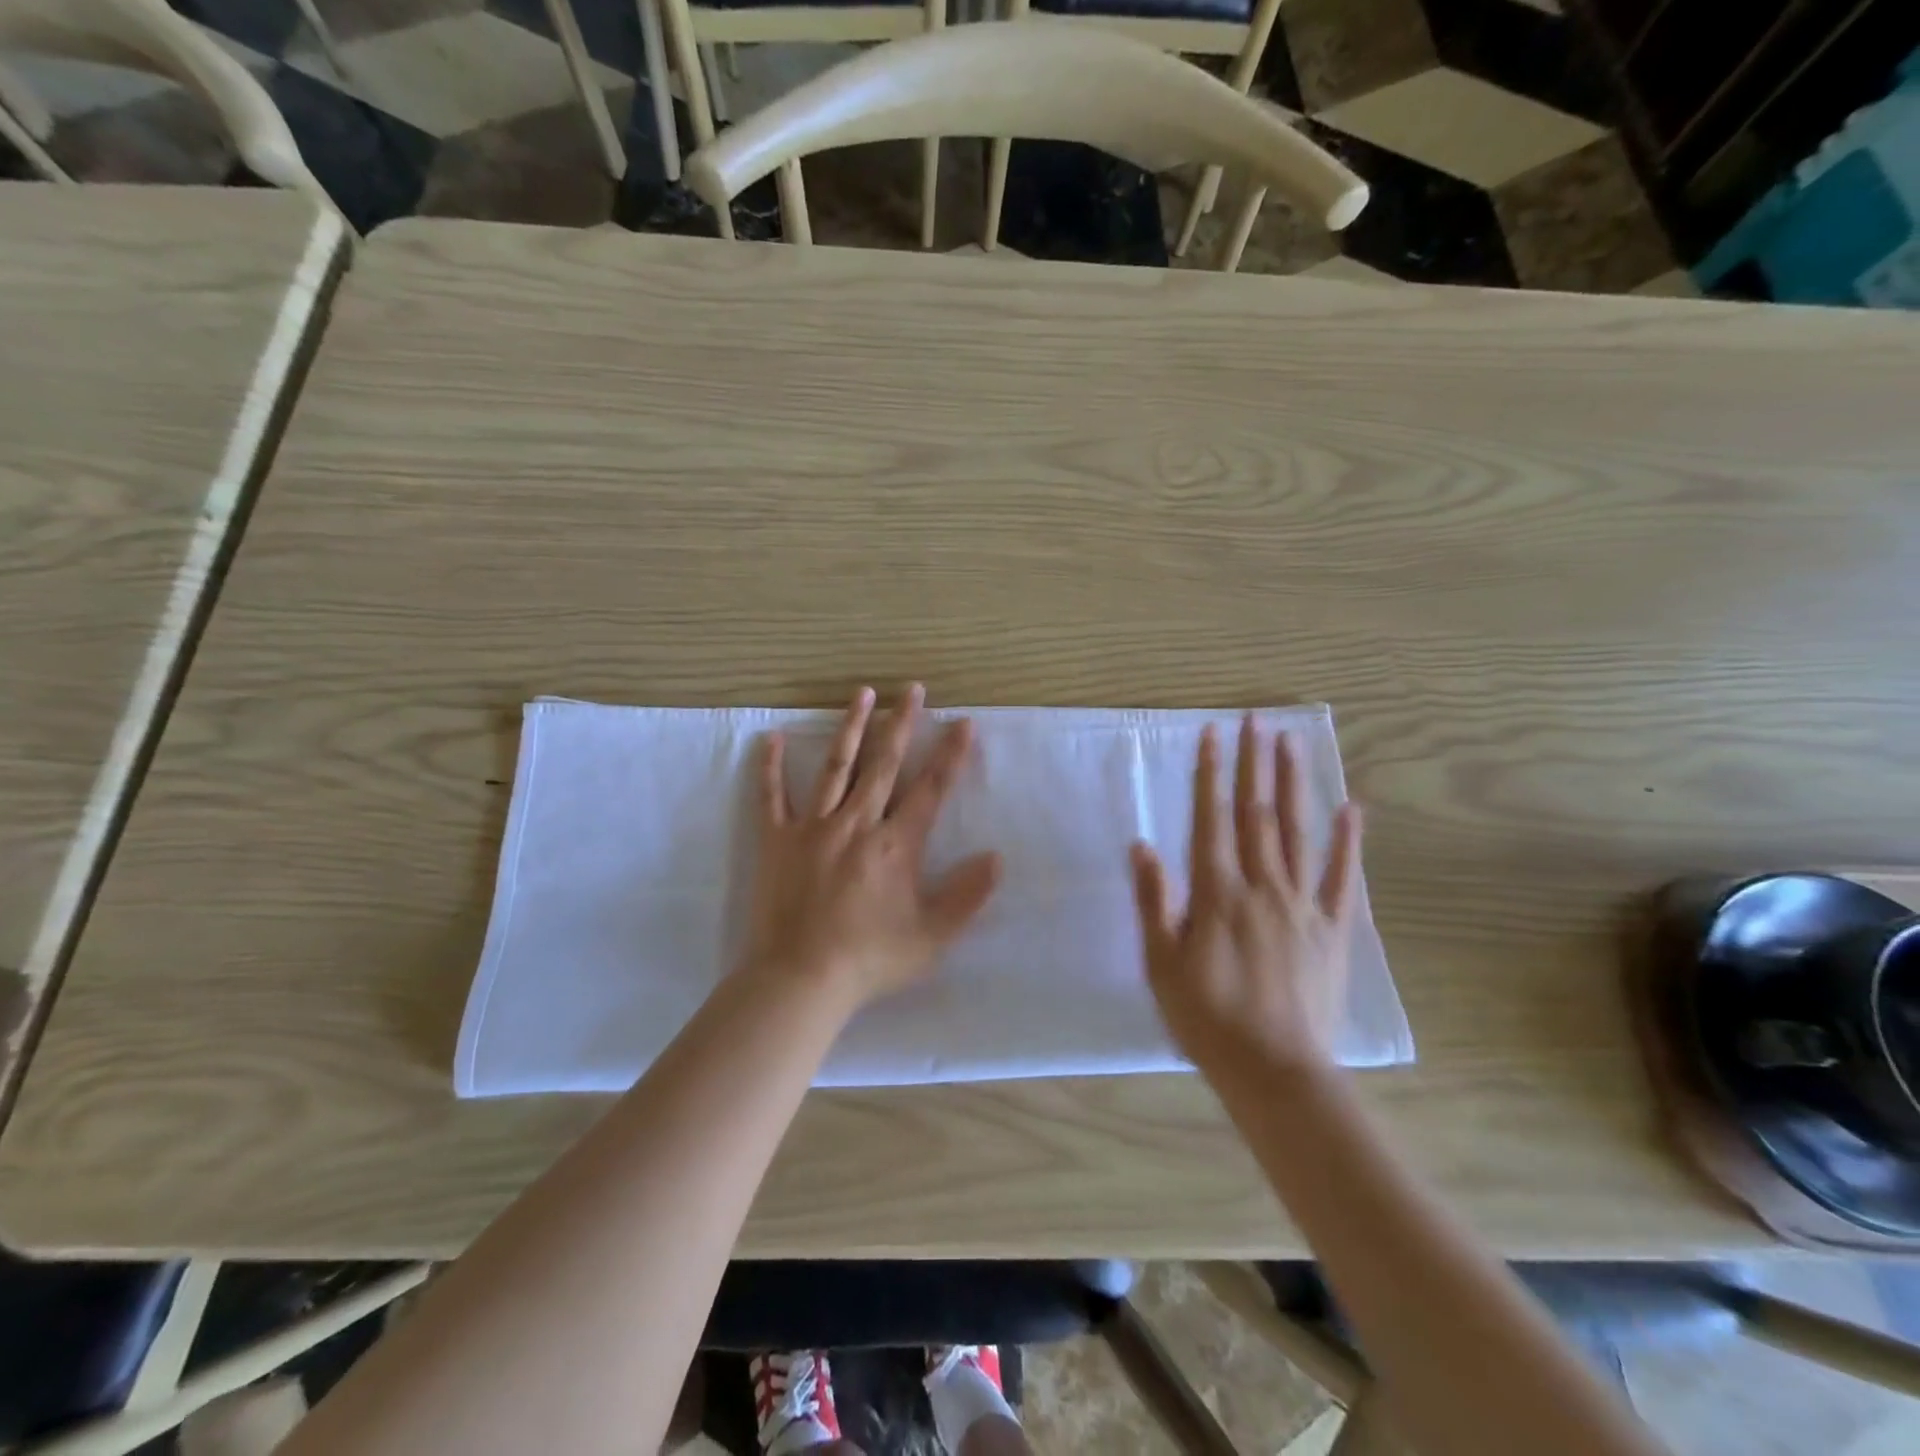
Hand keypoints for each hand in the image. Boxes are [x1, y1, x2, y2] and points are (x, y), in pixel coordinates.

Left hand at [742, 684, 1001, 1008]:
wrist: (800, 979)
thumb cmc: (870, 959)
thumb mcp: (931, 937)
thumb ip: (966, 896)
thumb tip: (997, 857)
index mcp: (895, 845)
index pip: (930, 789)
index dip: (950, 755)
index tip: (963, 723)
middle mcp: (857, 823)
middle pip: (884, 764)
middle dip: (901, 723)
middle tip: (912, 689)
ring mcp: (813, 827)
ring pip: (836, 767)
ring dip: (851, 727)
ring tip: (862, 693)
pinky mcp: (777, 840)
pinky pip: (772, 796)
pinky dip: (771, 766)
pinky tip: (772, 737)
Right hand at [1130, 715, 1363, 1084]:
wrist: (1275, 1071)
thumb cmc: (1207, 1018)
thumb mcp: (1161, 963)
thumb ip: (1154, 901)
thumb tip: (1143, 845)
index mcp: (1217, 893)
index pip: (1211, 819)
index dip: (1210, 773)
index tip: (1212, 733)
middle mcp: (1262, 886)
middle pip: (1257, 814)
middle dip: (1254, 763)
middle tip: (1256, 720)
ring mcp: (1303, 905)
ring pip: (1297, 833)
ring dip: (1293, 785)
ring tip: (1291, 743)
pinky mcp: (1333, 930)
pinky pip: (1342, 878)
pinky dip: (1348, 842)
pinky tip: (1351, 808)